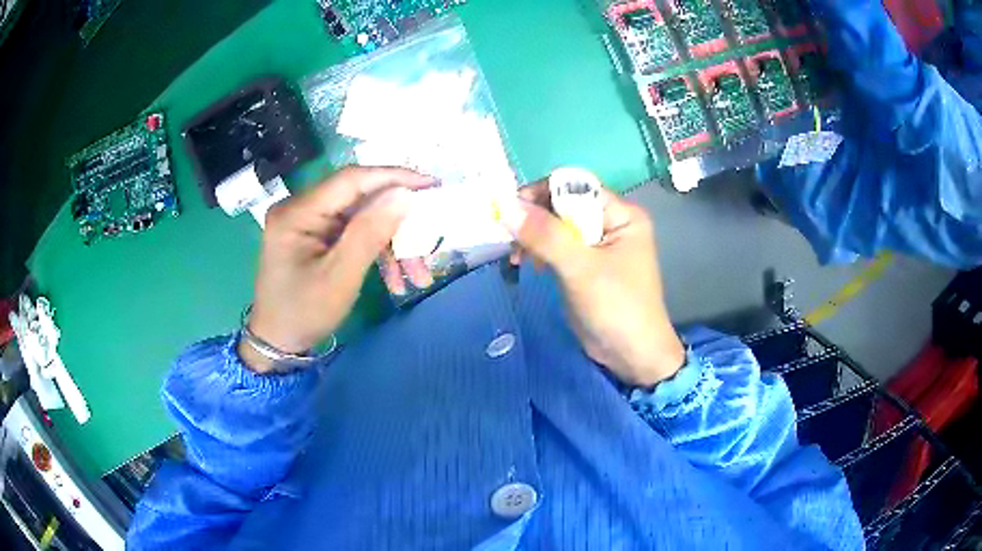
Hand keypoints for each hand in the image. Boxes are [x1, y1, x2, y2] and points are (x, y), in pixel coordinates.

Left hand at [241, 167, 433, 373]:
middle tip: (430, 238)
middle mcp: (301, 207)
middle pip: (360, 200)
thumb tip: (404, 194)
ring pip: (363, 218)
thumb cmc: (303, 313)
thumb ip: (370, 232)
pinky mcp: (317, 236)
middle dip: (397, 222)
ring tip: (417, 275)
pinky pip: (354, 233)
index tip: (431, 186)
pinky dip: (377, 252)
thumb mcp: (340, 276)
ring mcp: (309, 222)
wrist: (277, 343)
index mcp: (298, 212)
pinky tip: (395, 279)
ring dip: (392, 244)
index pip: (352, 179)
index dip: (394, 177)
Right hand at [500, 180, 684, 387]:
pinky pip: (558, 246)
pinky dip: (541, 252)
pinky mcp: (587, 264)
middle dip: (535, 219)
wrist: (632, 356)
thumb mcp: (581, 269)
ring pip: (558, 226)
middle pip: (564, 205)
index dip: (542, 194)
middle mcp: (612, 222)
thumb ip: (546, 235)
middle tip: (510, 239)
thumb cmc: (616, 308)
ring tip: (518, 258)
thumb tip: (507, 205)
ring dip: (534, 237)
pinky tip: (530, 265)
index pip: (576, 187)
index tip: (511, 212)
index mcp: (622, 214)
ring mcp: (599, 244)